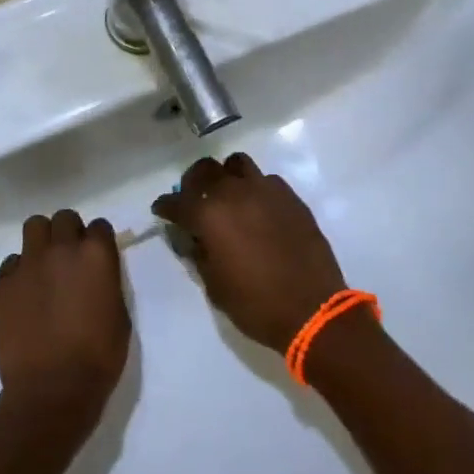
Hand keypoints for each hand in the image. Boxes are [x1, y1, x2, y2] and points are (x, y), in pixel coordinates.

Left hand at [0, 211, 131, 435]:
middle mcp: (61, 249)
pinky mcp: (3, 283)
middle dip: (69, 233)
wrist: (52, 389)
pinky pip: (12, 262)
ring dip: (42, 240)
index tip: (97, 257)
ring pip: (34, 226)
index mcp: (96, 255)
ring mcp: (29, 263)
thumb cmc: (98, 357)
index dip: (98, 241)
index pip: (99, 226)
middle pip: (64, 218)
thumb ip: (106, 283)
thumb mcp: (119, 314)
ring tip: (45, 265)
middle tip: (70, 259)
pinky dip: (20, 270)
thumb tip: (96, 275)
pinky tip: (25, 293)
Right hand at [152, 154, 346, 352]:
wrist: (312, 309)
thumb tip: (193, 238)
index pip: (176, 202)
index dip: (165, 207)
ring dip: (226, 176)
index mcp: (209, 215)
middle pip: (205, 170)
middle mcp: (234, 193)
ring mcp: (265, 190)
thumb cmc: (255, 304)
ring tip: (228, 195)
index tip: (162, 210)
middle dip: (193, 182)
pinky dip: (255, 188)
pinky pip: (266, 180)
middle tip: (193, 198)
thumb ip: (199, 254)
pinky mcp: (290, 196)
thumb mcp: (214, 286)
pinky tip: (258, 208)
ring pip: (237, 164)